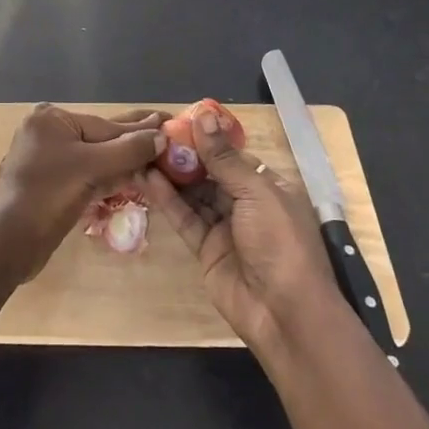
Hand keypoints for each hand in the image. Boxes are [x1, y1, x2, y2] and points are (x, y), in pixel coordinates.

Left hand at [0, 104, 166, 281]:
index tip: (169, 121)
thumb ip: (128, 150)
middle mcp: (47, 133)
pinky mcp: (49, 185)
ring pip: (94, 159)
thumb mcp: (91, 168)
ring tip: (157, 159)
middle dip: (133, 143)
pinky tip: (131, 179)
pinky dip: (106, 179)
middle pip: (100, 139)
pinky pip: (85, 175)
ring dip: (123, 164)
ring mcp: (46, 160)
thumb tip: (162, 135)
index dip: (141, 129)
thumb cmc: (47, 196)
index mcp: (52, 119)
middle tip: (168, 136)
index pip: (106, 125)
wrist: (7, 244)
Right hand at [142, 109, 336, 353]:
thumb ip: (223, 156)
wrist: (285, 314)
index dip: (206, 138)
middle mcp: (247, 203)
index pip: (232, 154)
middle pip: (210, 173)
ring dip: (171, 174)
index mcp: (268, 185)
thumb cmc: (280, 242)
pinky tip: (147, 179)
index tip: (177, 120)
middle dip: (184, 155)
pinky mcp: (207, 249)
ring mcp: (226, 227)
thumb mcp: (255, 192)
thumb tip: (203, 114)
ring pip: (194, 194)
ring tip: (143, 151)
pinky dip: (167, 199)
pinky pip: (185, 218)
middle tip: (153, 135)